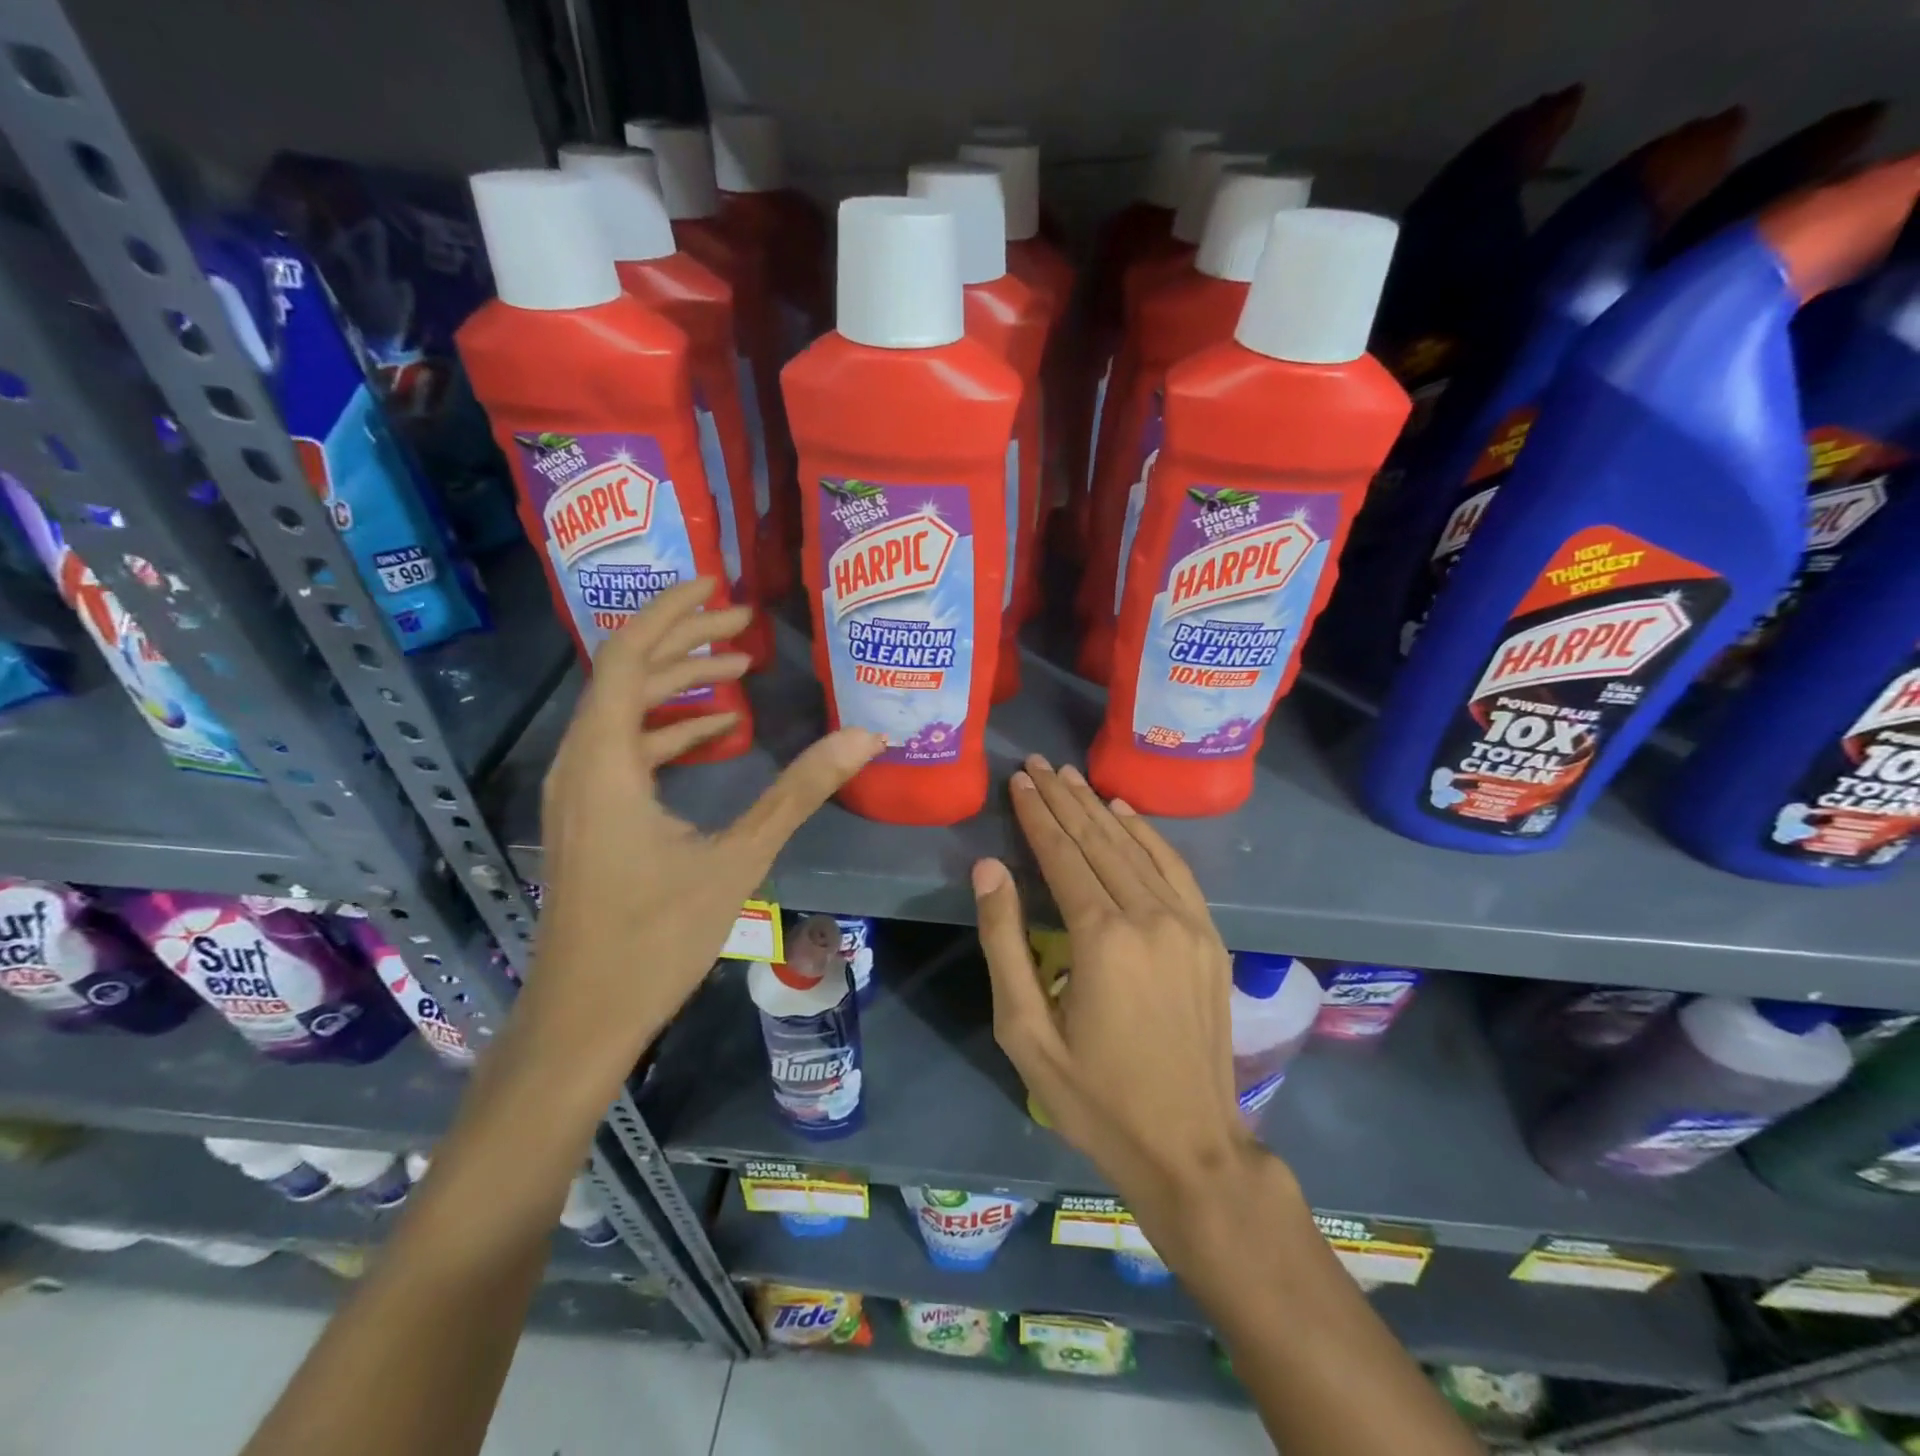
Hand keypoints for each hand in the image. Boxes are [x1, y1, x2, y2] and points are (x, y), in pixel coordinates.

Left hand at [528, 581, 881, 1072]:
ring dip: (679, 683)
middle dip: (686, 640)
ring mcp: (580, 790)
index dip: (672, 612)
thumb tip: (865, 737)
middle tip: (747, 624)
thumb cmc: (655, 938)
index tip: (719, 584)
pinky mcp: (590, 814)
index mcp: (605, 761)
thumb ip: (799, 792)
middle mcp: (581, 762)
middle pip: (626, 673)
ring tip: (740, 667)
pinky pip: (626, 746)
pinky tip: (716, 733)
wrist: (584, 1016)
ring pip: (625, 710)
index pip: (628, 656)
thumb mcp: (737, 858)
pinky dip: (669, 727)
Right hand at [973, 755, 1263, 1239]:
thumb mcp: (1026, 1031)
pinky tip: (1126, 811)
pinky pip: (1175, 868)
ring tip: (1070, 776)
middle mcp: (1149, 916)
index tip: (1019, 780)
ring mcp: (1187, 923)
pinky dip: (1148, 833)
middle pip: (1098, 840)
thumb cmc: (1095, 1097)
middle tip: (1037, 763)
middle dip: (1063, 799)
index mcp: (1102, 938)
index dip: (1037, 815)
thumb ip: (1004, 942)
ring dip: (1099, 807)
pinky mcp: (1209, 936)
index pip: (1062, 856)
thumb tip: (988, 869)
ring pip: (1135, 846)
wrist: (1190, 1147)